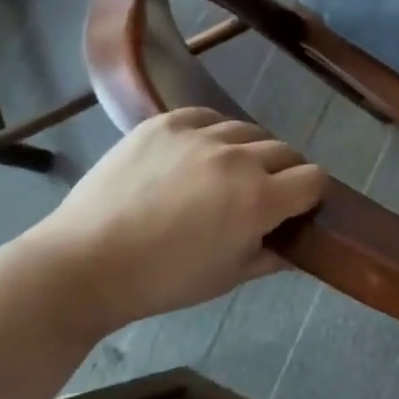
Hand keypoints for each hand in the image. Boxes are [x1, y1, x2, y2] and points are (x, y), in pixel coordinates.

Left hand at [24, 108, 324, 334]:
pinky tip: (195, 155)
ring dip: (248, 152)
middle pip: (286, 151)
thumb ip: (273, 255)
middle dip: (283, 172)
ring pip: (248, 131)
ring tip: (223, 174)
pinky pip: (207, 117)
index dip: (311, 194)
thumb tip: (297, 244)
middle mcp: (239, 159)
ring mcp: (200, 136)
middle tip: (259, 194)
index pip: (314, 179)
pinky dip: (211, 133)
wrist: (83, 264)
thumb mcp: (228, 277)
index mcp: (259, 200)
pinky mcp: (166, 123)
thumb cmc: (162, 281)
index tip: (297, 207)